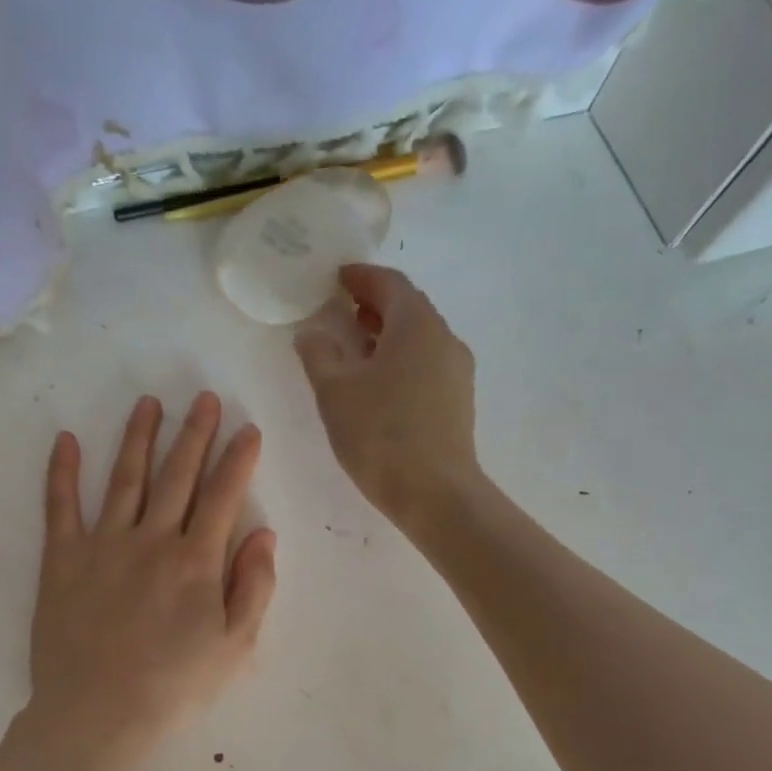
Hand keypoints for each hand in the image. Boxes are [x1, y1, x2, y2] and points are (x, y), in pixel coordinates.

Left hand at [27, 392, 276, 770]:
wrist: (97, 714)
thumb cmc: (174, 686)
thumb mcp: (234, 647)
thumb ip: (253, 588)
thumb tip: (263, 535)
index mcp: (196, 561)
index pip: (222, 496)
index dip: (238, 459)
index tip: (248, 430)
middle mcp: (151, 540)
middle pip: (177, 475)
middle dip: (194, 433)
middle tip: (204, 398)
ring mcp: (102, 545)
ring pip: (124, 479)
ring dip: (138, 438)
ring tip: (149, 403)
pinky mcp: (61, 560)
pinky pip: (60, 507)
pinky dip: (62, 472)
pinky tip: (65, 440)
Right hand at [293, 264, 480, 532]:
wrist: (435, 493)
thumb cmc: (380, 435)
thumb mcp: (335, 392)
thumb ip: (319, 354)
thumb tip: (312, 332)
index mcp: (416, 324)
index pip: (389, 283)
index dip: (360, 277)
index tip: (337, 278)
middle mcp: (444, 338)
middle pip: (409, 308)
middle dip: (375, 305)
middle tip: (343, 311)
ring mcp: (457, 371)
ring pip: (420, 339)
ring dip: (389, 336)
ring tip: (358, 349)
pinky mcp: (459, 401)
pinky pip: (427, 365)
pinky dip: (402, 361)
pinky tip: (381, 385)